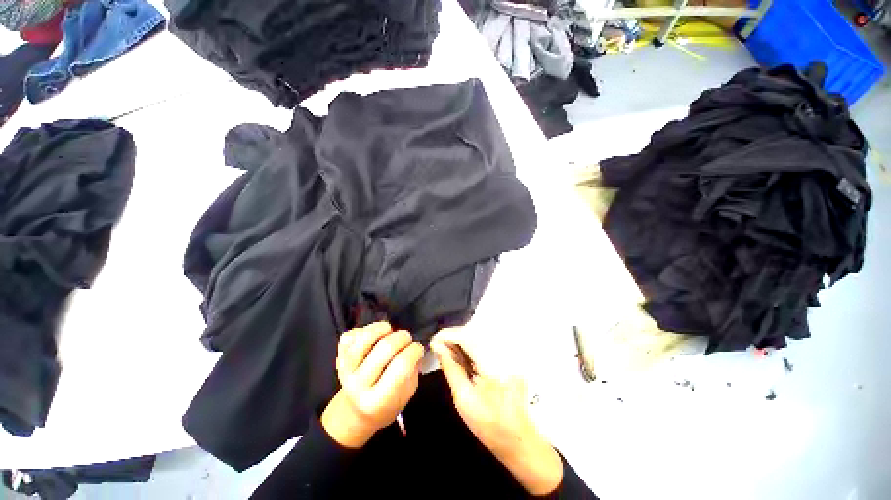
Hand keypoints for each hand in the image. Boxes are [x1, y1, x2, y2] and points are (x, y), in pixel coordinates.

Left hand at [321, 322, 423, 448]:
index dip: (415, 350)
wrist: (355, 412)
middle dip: (403, 337)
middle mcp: (358, 385)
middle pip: (386, 347)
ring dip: (384, 328)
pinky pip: (352, 335)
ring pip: (365, 337)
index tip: (419, 348)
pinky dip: (366, 330)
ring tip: (390, 333)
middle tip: (407, 340)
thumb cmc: (387, 403)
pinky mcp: (338, 357)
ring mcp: (345, 370)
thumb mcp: (406, 395)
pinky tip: (374, 337)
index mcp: (378, 400)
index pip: (401, 365)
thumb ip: (412, 371)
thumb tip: (416, 347)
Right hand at [432, 332, 562, 495]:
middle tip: (438, 347)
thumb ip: (450, 368)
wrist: (519, 438)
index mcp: (492, 364)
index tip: (433, 342)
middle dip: (453, 336)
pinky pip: (485, 343)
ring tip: (447, 350)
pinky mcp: (509, 356)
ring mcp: (508, 353)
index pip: (466, 336)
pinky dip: (471, 346)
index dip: (447, 335)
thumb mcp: (463, 398)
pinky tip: (462, 355)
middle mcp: (502, 352)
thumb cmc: (489, 424)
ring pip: (478, 336)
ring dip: (460, 340)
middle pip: (473, 333)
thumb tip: (437, 346)